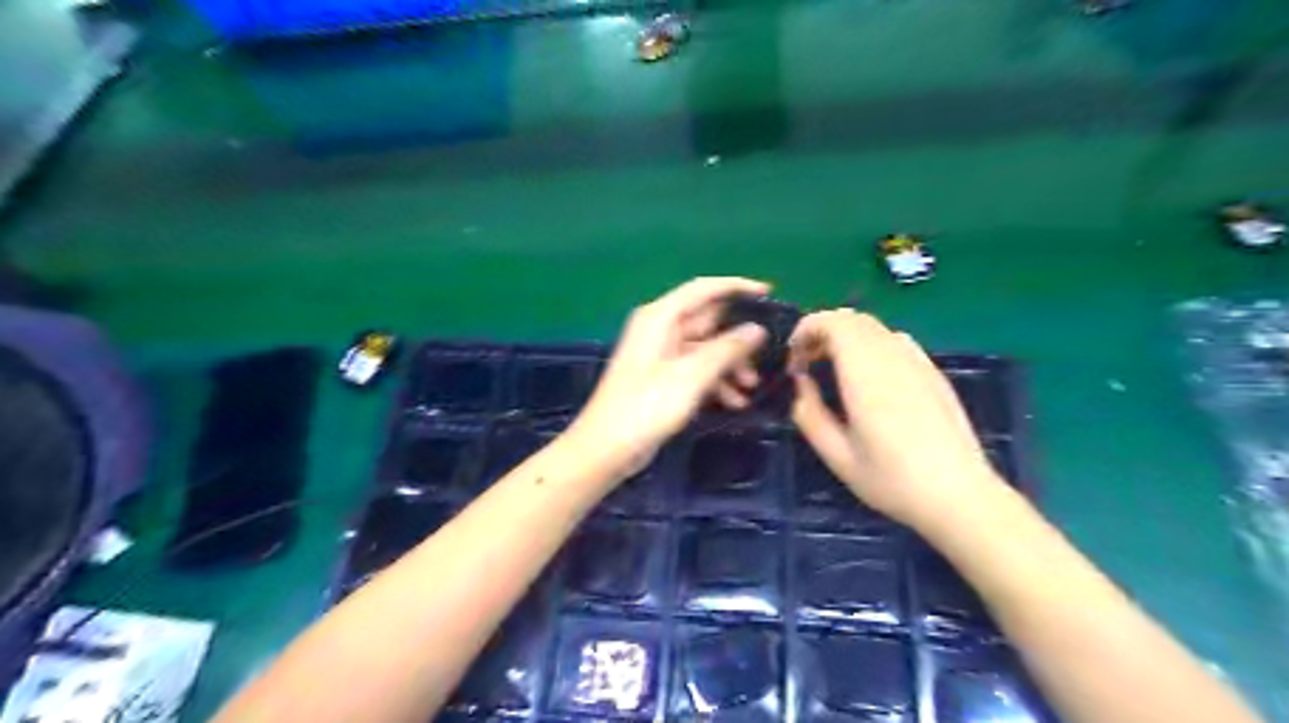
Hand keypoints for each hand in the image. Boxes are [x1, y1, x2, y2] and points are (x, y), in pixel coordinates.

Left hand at [568, 281, 769, 475]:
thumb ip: (727, 349)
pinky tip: (735, 402)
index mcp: (660, 317)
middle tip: (765, 358)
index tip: (769, 293)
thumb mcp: (691, 376)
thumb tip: (757, 329)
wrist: (606, 448)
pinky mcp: (663, 377)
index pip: (703, 289)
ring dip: (730, 365)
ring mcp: (661, 354)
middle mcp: (660, 329)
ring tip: (751, 389)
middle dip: (737, 339)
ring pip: (706, 348)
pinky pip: (696, 369)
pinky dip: (715, 381)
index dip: (737, 287)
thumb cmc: (645, 407)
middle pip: (708, 321)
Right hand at [793, 311, 1000, 529]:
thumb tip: (801, 384)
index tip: (794, 361)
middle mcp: (893, 356)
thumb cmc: (892, 480)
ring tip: (835, 371)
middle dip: (823, 332)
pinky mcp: (934, 374)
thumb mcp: (837, 456)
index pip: (833, 322)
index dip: (806, 330)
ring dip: (847, 338)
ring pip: (875, 327)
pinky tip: (870, 381)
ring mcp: (918, 362)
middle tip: (808, 365)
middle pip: (853, 318)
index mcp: (866, 373)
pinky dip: (871, 346)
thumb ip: (809, 414)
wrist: (960, 497)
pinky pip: (896, 342)